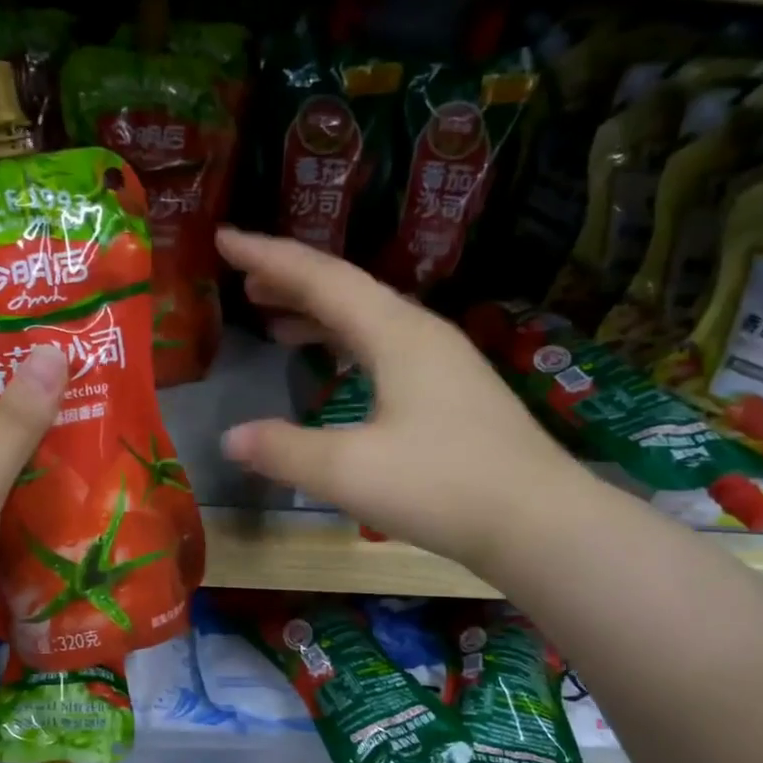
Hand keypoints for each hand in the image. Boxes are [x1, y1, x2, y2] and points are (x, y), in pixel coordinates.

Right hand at [217, 229, 590, 572]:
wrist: (539, 523)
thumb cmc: (441, 486)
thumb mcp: (348, 471)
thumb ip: (284, 450)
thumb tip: (231, 438)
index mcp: (396, 333)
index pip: (321, 278)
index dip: (268, 256)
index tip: (224, 238)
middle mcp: (421, 335)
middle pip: (347, 291)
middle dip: (292, 283)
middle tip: (245, 283)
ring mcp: (443, 364)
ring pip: (369, 322)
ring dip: (320, 317)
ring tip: (277, 324)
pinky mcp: (452, 395)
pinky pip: (386, 352)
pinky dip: (348, 349)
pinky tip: (339, 371)